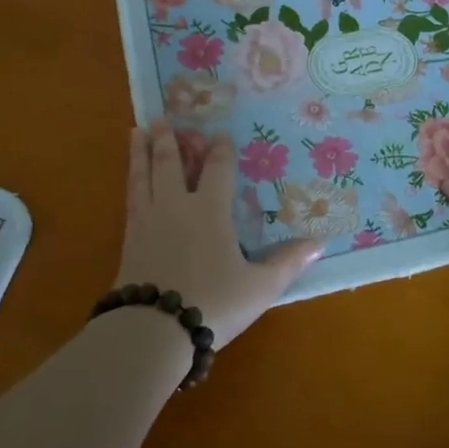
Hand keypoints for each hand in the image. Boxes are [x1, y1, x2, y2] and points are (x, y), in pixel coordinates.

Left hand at [118, 119, 321, 348]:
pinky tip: (131, 181)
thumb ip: (288, 262)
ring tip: (137, 131)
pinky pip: (131, 199)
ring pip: (144, 176)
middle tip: (162, 118)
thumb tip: (319, 243)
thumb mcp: (260, 287)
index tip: (219, 133)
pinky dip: (131, 181)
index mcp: (210, 211)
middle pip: (171, 164)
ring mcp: (148, 221)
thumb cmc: (213, 303)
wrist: (153, 329)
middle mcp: (176, 206)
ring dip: (142, 152)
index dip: (220, 150)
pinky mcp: (129, 240)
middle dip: (170, 140)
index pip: (216, 170)